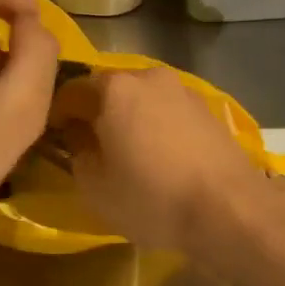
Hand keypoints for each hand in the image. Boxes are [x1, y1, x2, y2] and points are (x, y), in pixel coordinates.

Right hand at [55, 67, 272, 252]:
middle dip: (96, 112)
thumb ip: (77, 152)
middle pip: (109, 89)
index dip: (57, 114)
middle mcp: (147, 76)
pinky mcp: (207, 107)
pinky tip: (161, 155)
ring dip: (129, 117)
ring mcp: (182, 89)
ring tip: (129, 151)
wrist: (229, 208)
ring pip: (142, 98)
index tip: (55, 138)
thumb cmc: (151, 197)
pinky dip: (157, 125)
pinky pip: (168, 110)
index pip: (70, 91)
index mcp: (114, 88)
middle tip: (91, 145)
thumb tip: (79, 134)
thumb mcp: (95, 186)